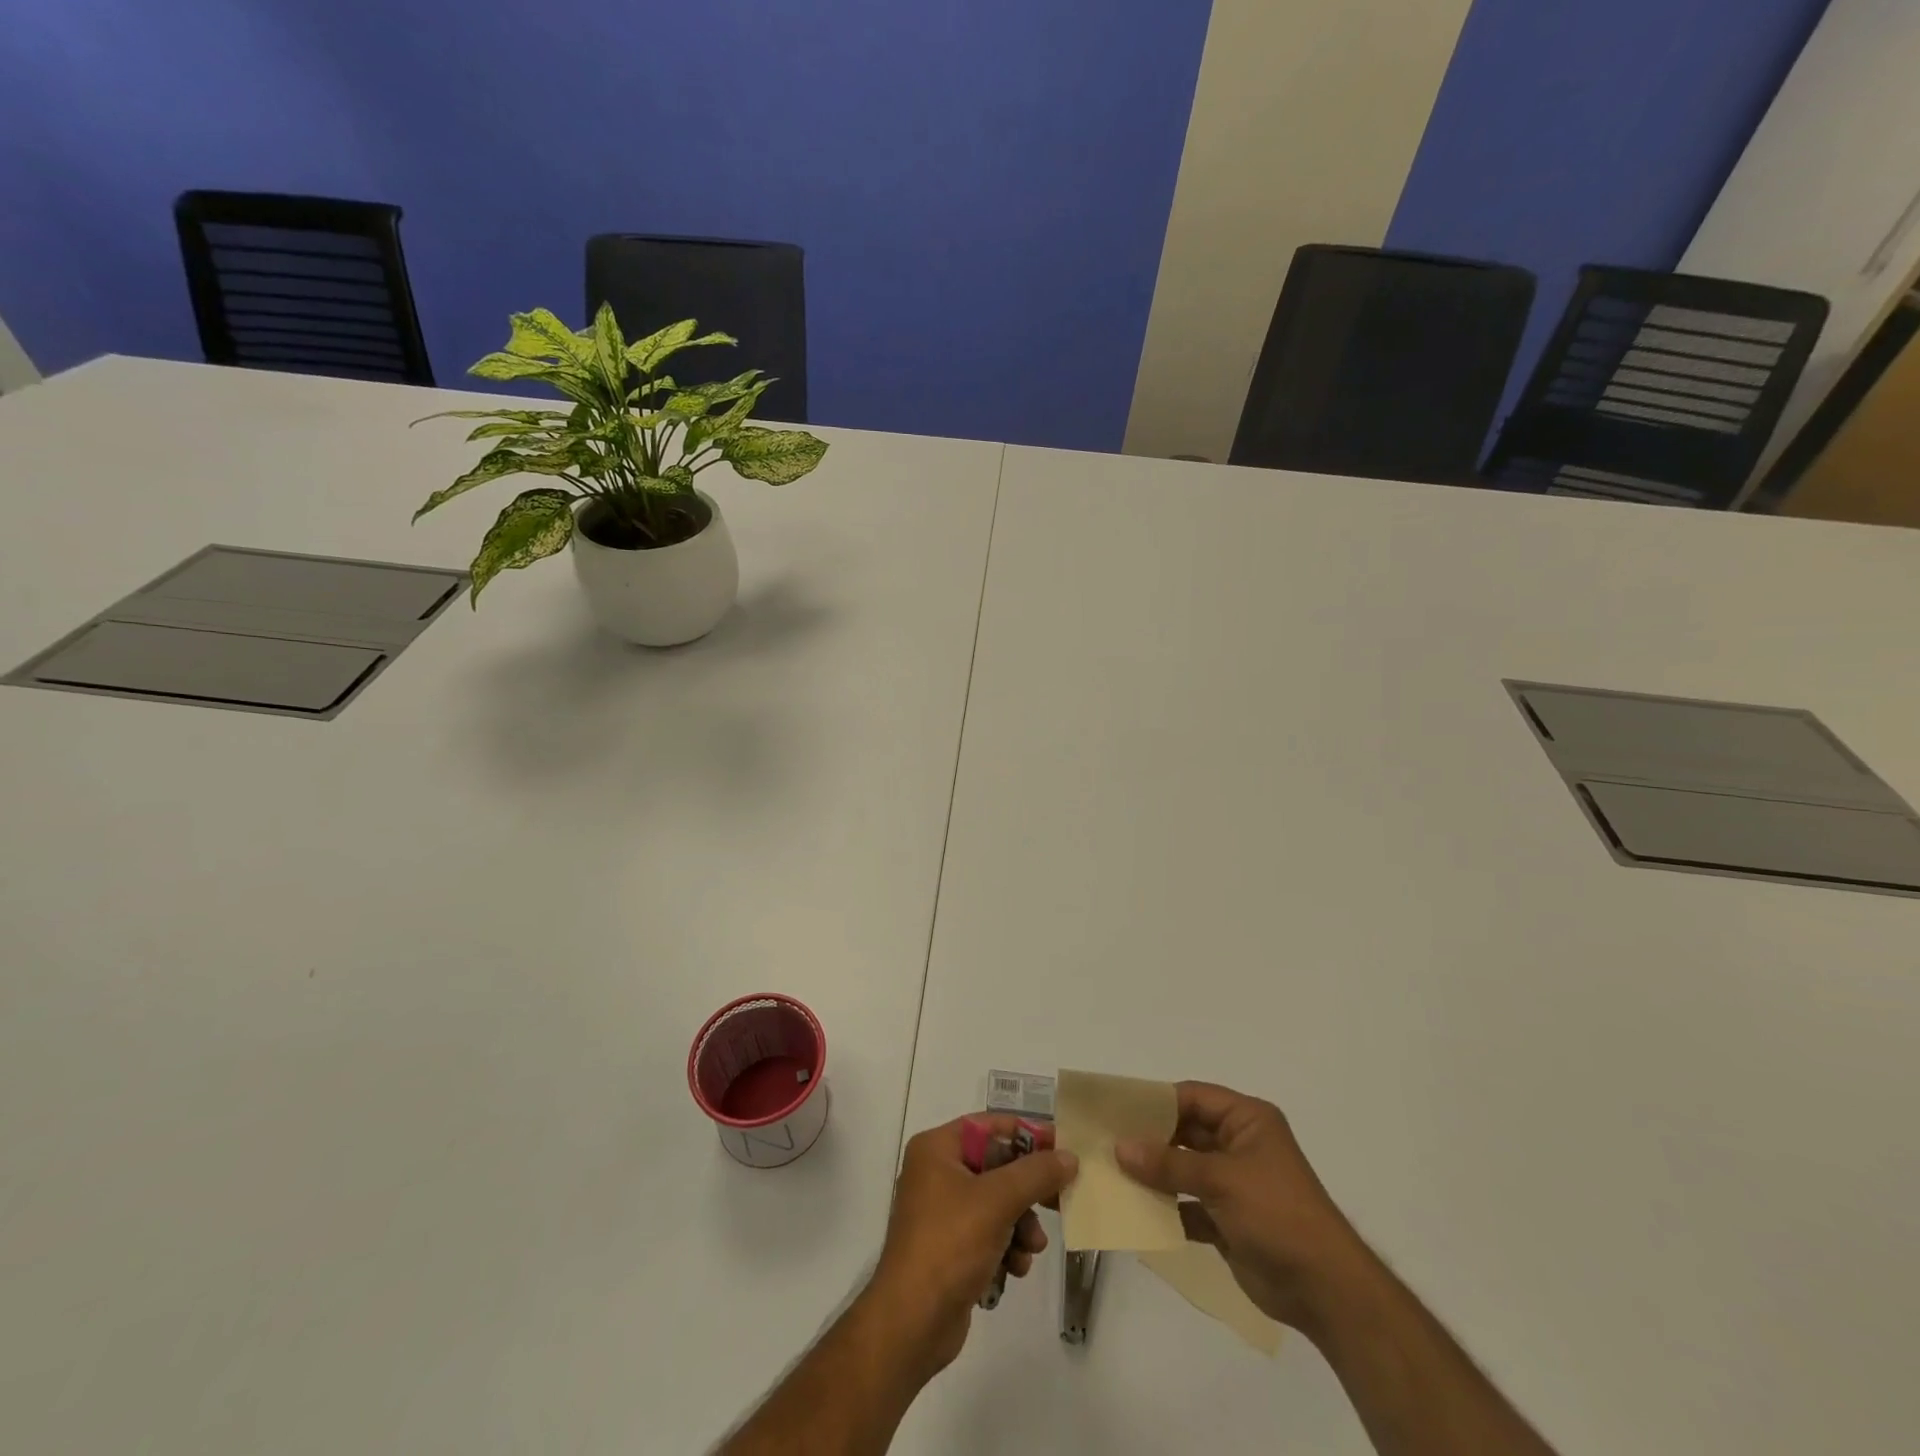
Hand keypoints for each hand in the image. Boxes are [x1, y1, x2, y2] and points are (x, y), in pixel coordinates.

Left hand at [866, 1116, 1078, 1379]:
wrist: (912, 1324)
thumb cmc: (950, 1245)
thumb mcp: (997, 1201)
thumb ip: (1036, 1174)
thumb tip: (1069, 1155)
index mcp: (937, 1148)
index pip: (989, 1126)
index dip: (1026, 1134)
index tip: (1062, 1148)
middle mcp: (936, 1172)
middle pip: (996, 1166)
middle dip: (1027, 1191)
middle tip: (1060, 1200)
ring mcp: (942, 1211)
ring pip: (997, 1203)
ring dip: (1021, 1224)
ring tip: (1032, 1247)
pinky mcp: (950, 1247)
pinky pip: (988, 1232)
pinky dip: (1007, 1247)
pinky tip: (1015, 1269)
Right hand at [1117, 1081, 1364, 1332]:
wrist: (1326, 1291)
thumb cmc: (1278, 1214)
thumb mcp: (1222, 1180)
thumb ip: (1169, 1163)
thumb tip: (1120, 1147)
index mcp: (1247, 1120)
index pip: (1192, 1097)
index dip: (1156, 1100)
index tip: (1117, 1107)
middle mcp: (1239, 1145)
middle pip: (1185, 1131)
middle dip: (1149, 1138)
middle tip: (1106, 1140)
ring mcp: (1233, 1183)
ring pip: (1183, 1168)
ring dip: (1154, 1174)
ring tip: (1111, 1172)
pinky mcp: (1227, 1220)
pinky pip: (1188, 1205)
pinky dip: (1166, 1208)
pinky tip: (1134, 1211)